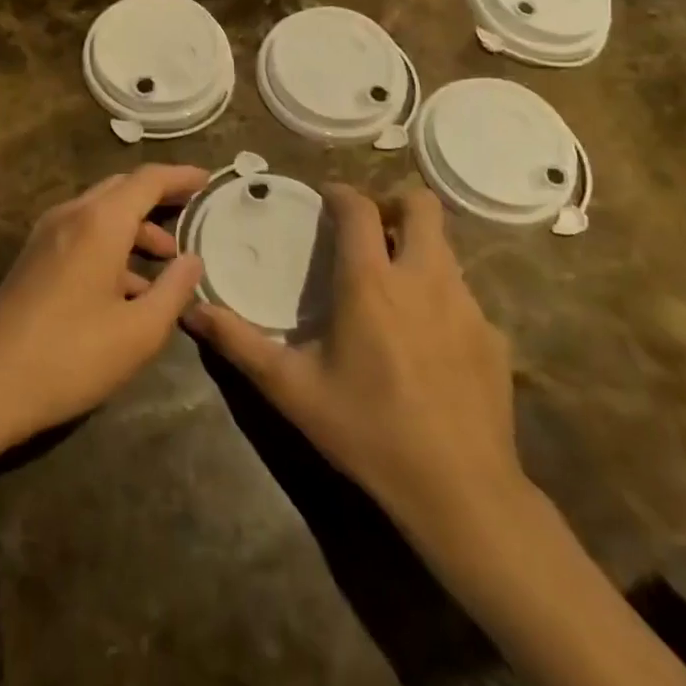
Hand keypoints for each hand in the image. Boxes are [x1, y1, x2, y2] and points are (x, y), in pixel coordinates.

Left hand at [0, 164, 208, 450]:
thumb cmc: (70, 356)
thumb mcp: (139, 331)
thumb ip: (174, 290)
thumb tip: (193, 259)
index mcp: (100, 221)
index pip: (148, 179)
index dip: (181, 177)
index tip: (209, 182)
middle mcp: (71, 215)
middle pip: (122, 189)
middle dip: (159, 198)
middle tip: (191, 213)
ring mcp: (46, 235)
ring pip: (100, 213)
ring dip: (135, 228)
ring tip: (166, 261)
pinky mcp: (33, 259)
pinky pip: (82, 234)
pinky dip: (112, 245)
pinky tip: (127, 287)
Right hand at [184, 185, 531, 547]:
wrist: (462, 491)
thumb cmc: (368, 432)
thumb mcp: (293, 389)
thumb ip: (240, 344)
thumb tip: (191, 311)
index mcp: (371, 282)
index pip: (360, 208)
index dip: (342, 193)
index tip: (327, 199)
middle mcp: (424, 278)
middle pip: (421, 205)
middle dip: (394, 203)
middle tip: (369, 229)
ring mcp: (467, 305)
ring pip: (444, 248)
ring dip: (416, 248)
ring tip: (392, 284)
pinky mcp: (493, 336)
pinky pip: (463, 295)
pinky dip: (439, 296)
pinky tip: (425, 340)